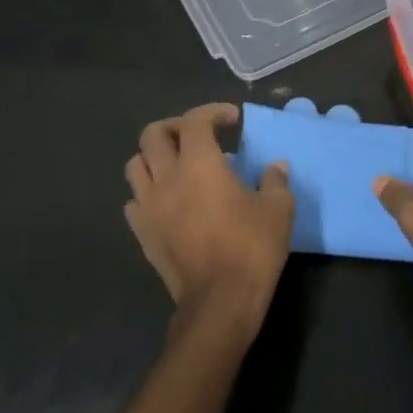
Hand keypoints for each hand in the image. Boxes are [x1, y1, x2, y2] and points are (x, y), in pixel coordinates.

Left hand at [124, 103, 293, 339]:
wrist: (219, 300)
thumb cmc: (251, 248)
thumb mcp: (278, 209)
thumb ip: (275, 181)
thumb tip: (275, 167)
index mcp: (199, 164)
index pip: (195, 120)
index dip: (213, 112)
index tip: (233, 120)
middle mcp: (167, 177)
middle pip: (153, 134)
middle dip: (176, 127)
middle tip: (199, 137)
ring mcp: (148, 206)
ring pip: (135, 164)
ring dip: (155, 157)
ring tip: (177, 166)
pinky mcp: (141, 233)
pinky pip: (134, 200)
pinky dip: (147, 192)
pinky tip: (167, 201)